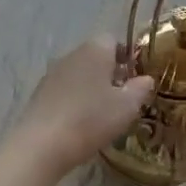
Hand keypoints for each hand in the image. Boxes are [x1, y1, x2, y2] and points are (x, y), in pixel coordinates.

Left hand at [14, 37, 155, 176]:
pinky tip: (80, 122)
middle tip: (123, 98)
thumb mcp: (127, 106)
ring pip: (79, 74)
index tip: (135, 78)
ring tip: (103, 113)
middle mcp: (72, 55)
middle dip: (110, 73)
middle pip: (95, 56)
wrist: (42, 145)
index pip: (113, 40)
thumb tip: (146, 78)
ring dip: (92, 87)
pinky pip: (65, 90)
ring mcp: (52, 74)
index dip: (127, 57)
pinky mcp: (39, 93)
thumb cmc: (91, 119)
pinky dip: (75, 100)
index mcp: (95, 50)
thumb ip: (140, 88)